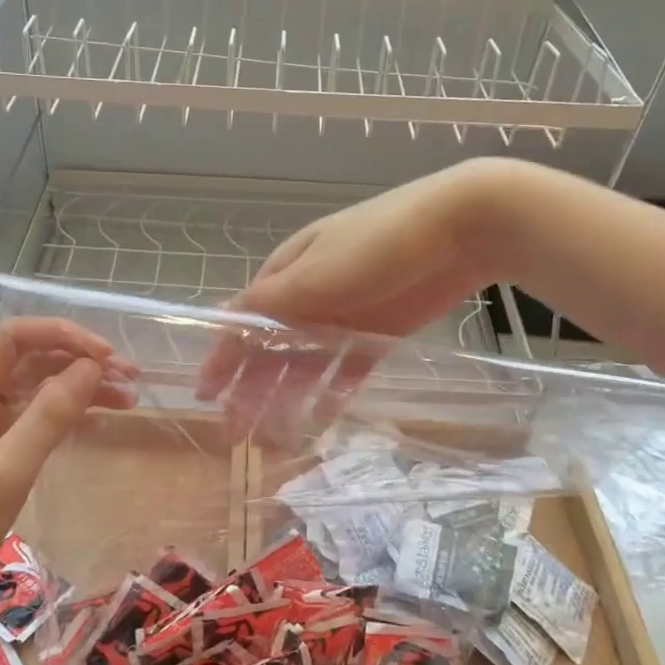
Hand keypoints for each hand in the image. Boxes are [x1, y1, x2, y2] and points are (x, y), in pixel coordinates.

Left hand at [0, 318, 136, 649]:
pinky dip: (64, 420)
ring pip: (34, 395)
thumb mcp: (4, 471)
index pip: (13, 338)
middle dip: (78, 363)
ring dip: (77, 391)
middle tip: (130, 379)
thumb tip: (92, 367)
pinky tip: (95, 423)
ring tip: (128, 401)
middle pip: (28, 363)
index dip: (62, 336)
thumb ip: (49, 415)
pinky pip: (32, 425)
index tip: (107, 357)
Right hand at [196, 162, 502, 434]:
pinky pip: (347, 369)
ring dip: (286, 397)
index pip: (243, 322)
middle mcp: (310, 297)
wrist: (459, 228)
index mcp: (286, 275)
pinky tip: (320, 417)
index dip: (222, 359)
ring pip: (305, 364)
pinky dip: (331, 391)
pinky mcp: (380, 333)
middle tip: (235, 434)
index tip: (204, 396)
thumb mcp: (313, 273)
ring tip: (273, 437)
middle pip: (271, 349)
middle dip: (249, 390)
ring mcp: (345, 317)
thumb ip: (269, 302)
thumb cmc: (375, 245)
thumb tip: (221, 320)